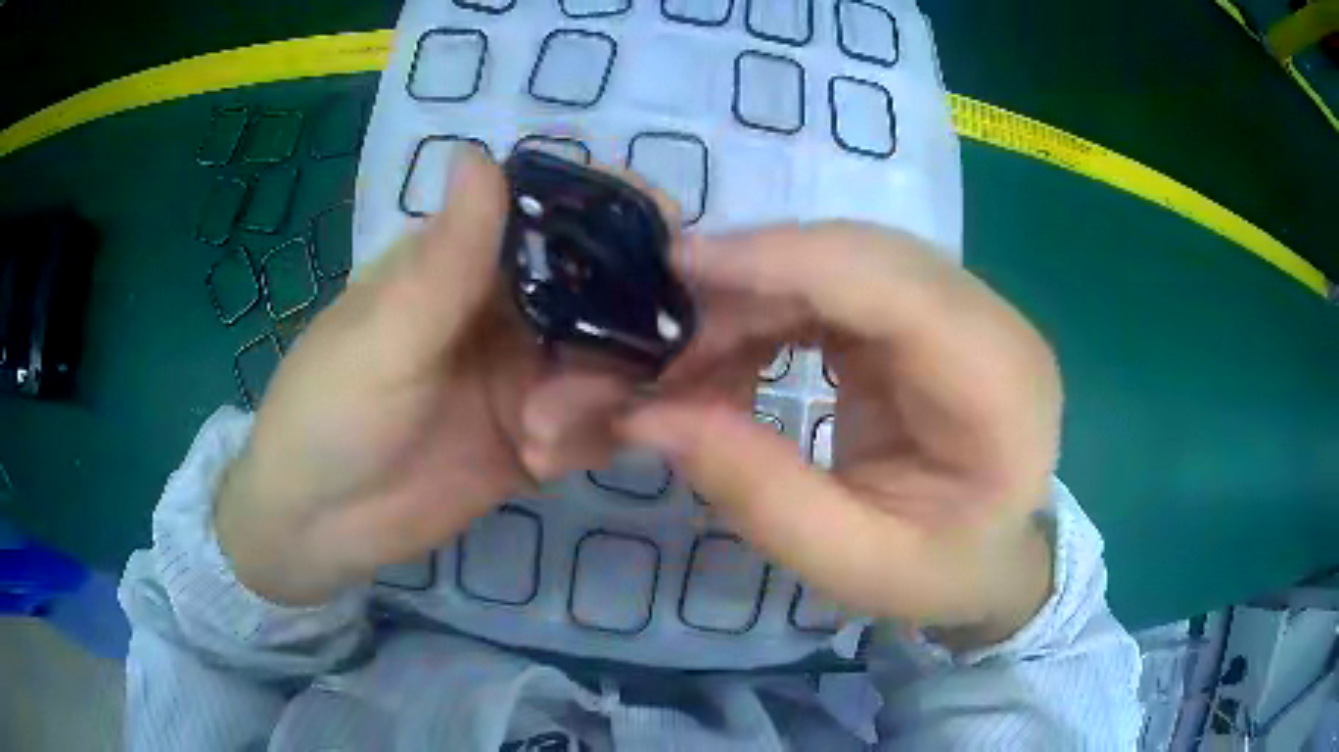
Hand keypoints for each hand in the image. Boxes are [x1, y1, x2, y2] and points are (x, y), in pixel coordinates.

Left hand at [216, 149, 637, 604]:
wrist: (319, 525)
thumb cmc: (330, 413)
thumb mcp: (384, 335)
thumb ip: (446, 256)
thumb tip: (479, 150)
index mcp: (468, 264)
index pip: (558, 215)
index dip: (620, 213)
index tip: (671, 237)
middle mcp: (510, 311)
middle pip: (607, 291)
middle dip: (630, 324)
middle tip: (629, 371)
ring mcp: (529, 377)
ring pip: (612, 363)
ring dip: (597, 397)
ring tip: (539, 439)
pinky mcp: (540, 438)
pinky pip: (599, 426)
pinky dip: (590, 439)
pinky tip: (540, 464)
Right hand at [624, 223, 1061, 647]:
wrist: (993, 557)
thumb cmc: (938, 572)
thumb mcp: (847, 562)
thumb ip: (756, 491)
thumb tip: (648, 415)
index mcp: (999, 388)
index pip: (893, 286)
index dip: (783, 261)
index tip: (678, 269)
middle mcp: (994, 324)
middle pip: (865, 255)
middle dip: (755, 276)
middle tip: (666, 330)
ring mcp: (968, 307)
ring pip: (848, 256)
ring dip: (760, 289)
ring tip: (692, 351)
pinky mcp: (934, 309)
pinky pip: (846, 278)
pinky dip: (779, 302)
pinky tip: (738, 346)